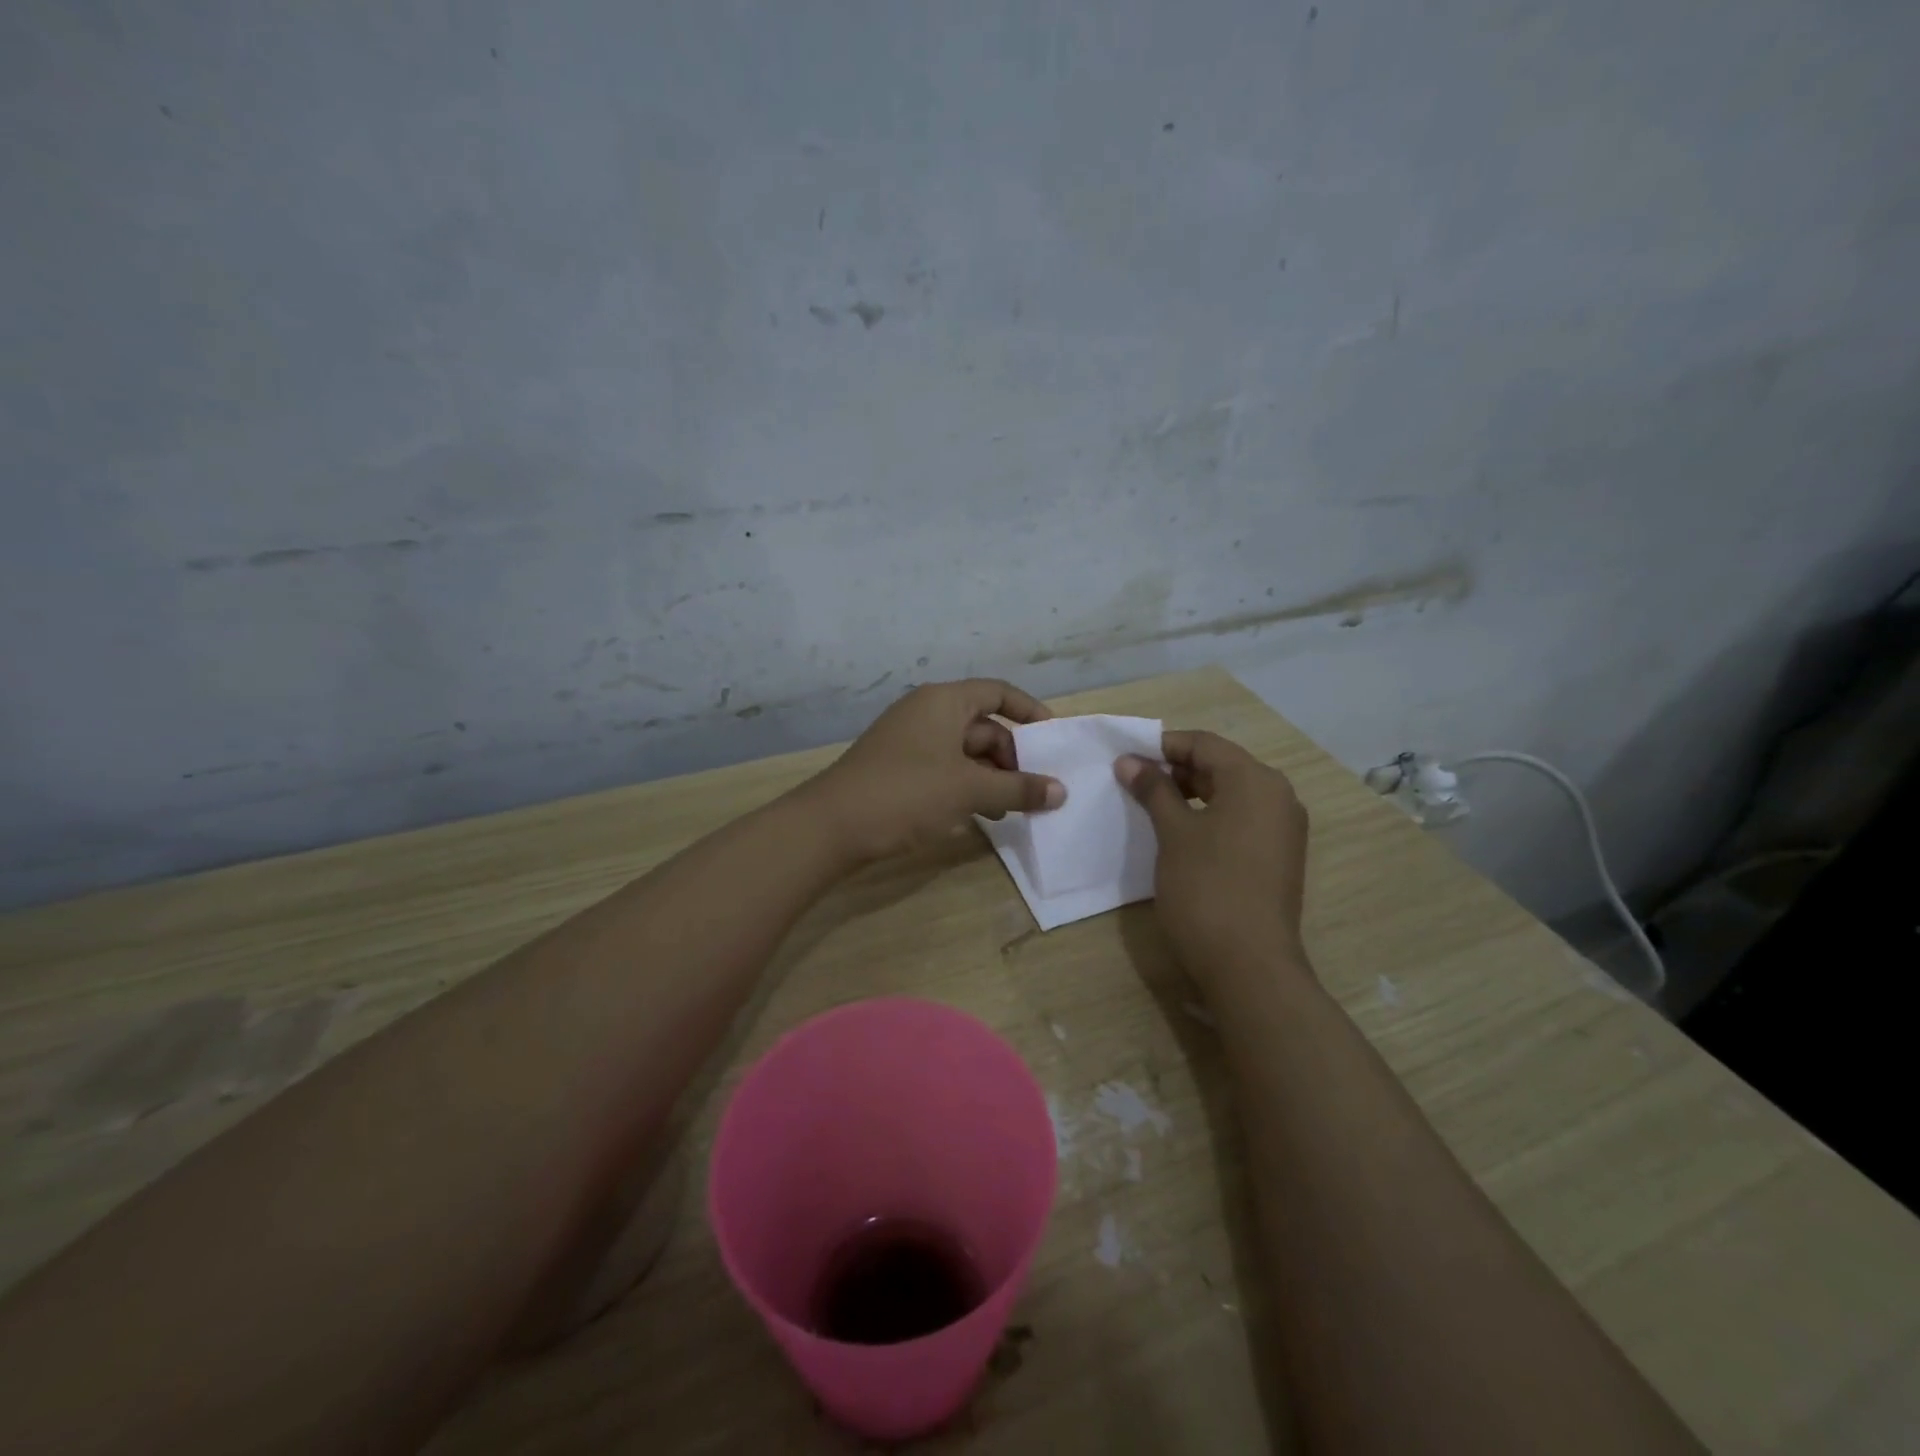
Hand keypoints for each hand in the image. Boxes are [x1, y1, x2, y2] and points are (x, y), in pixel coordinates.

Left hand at [808, 679, 1066, 863]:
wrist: (831, 826)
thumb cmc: (906, 794)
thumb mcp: (969, 790)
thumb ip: (1018, 788)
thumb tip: (1061, 791)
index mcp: (944, 701)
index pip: (998, 693)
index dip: (1030, 712)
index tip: (1054, 740)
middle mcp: (926, 713)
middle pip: (983, 726)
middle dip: (1012, 757)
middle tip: (1035, 790)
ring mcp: (909, 741)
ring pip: (964, 752)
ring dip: (991, 777)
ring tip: (1013, 810)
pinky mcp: (898, 769)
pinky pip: (944, 769)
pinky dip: (966, 787)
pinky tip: (979, 816)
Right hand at [1116, 730, 1309, 988]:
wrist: (1249, 965)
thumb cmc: (1206, 887)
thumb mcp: (1173, 832)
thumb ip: (1153, 790)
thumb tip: (1129, 761)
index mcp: (1256, 781)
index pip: (1205, 744)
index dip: (1163, 745)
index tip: (1126, 756)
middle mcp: (1278, 796)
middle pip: (1221, 766)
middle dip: (1175, 769)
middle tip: (1133, 781)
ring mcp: (1282, 829)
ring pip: (1231, 794)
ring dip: (1190, 794)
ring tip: (1150, 805)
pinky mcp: (1278, 857)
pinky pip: (1240, 820)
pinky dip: (1209, 817)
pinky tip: (1179, 833)